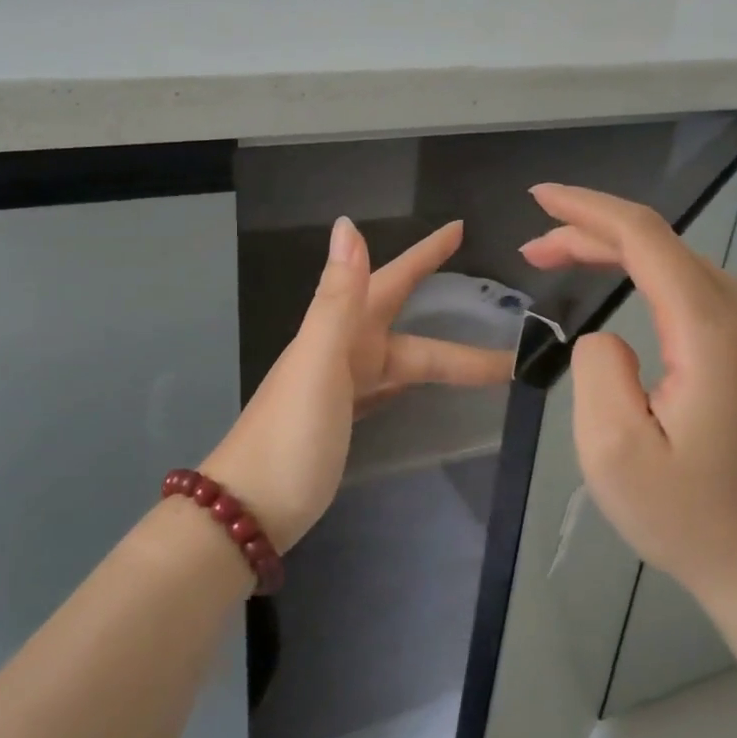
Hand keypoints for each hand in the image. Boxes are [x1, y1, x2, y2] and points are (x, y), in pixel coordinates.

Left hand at [202, 217, 514, 552]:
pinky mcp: (339, 423)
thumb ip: (338, 299)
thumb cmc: (291, 436)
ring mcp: (337, 390)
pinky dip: (406, 381)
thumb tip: (348, 225)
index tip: (458, 228)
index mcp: (338, 334)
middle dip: (443, 306)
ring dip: (436, 351)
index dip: (423, 256)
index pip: (389, 282)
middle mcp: (338, 353)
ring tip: (480, 355)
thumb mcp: (319, 363)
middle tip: (490, 291)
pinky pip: (383, 389)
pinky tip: (415, 386)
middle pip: (400, 321)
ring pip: (398, 359)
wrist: (246, 512)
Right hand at [519, 184, 736, 600]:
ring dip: (618, 251)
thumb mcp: (614, 452)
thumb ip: (597, 370)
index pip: (645, 238)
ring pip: (679, 262)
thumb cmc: (690, 517)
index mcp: (711, 331)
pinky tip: (619, 282)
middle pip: (662, 244)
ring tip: (562, 258)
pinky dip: (648, 273)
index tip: (539, 198)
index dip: (587, 210)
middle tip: (533, 249)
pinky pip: (696, 287)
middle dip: (591, 232)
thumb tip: (607, 337)